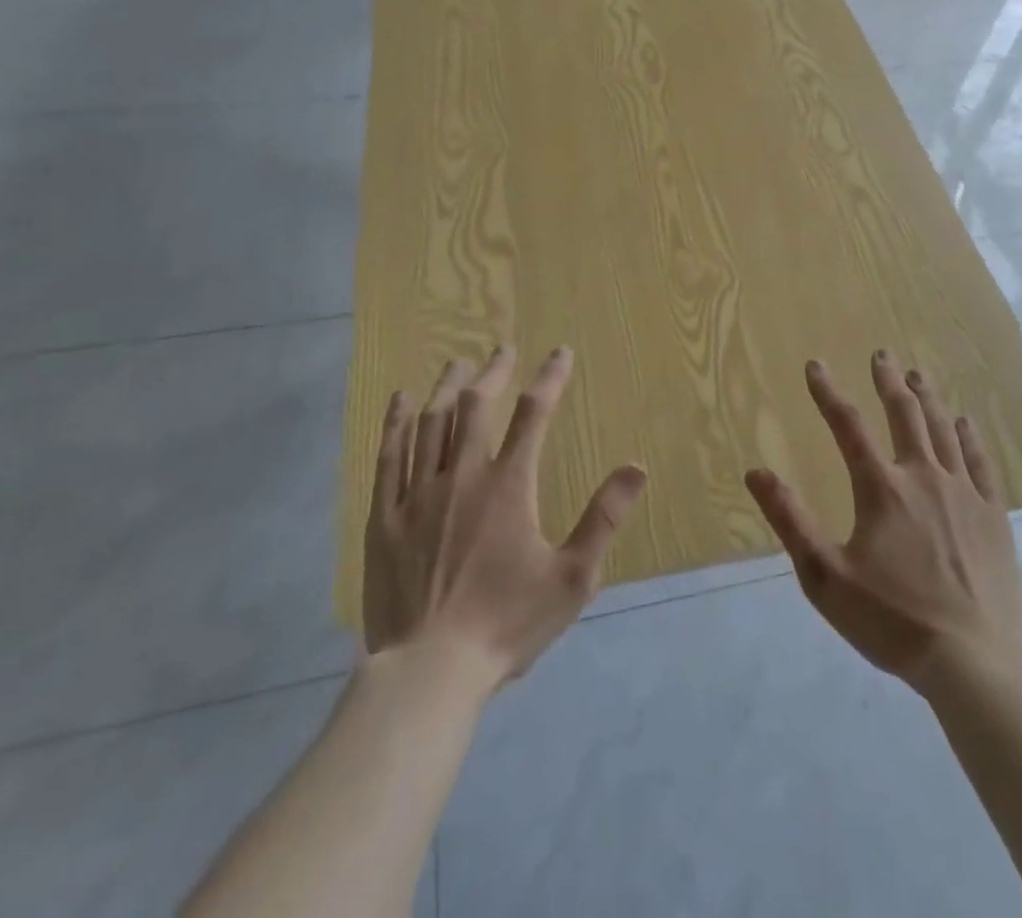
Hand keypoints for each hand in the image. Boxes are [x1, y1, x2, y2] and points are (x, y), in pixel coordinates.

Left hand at [362, 346, 646, 689]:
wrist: (429, 671)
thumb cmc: (506, 624)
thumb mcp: (571, 577)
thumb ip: (603, 518)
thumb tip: (637, 467)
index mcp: (508, 486)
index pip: (534, 415)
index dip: (550, 378)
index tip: (560, 353)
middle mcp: (462, 476)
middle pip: (477, 406)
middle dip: (493, 372)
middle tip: (502, 350)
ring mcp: (418, 494)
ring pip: (432, 422)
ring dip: (448, 386)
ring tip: (458, 363)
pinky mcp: (385, 517)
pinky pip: (389, 456)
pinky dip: (396, 422)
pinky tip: (401, 399)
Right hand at [744, 353, 1021, 692]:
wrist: (974, 662)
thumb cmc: (892, 620)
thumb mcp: (825, 577)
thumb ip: (790, 520)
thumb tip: (756, 472)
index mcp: (881, 488)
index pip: (847, 426)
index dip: (828, 393)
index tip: (815, 365)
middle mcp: (924, 476)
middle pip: (904, 414)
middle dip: (889, 381)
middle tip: (882, 355)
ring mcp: (964, 493)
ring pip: (943, 430)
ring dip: (928, 398)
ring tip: (919, 374)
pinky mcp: (994, 515)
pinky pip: (981, 461)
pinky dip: (969, 436)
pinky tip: (964, 422)